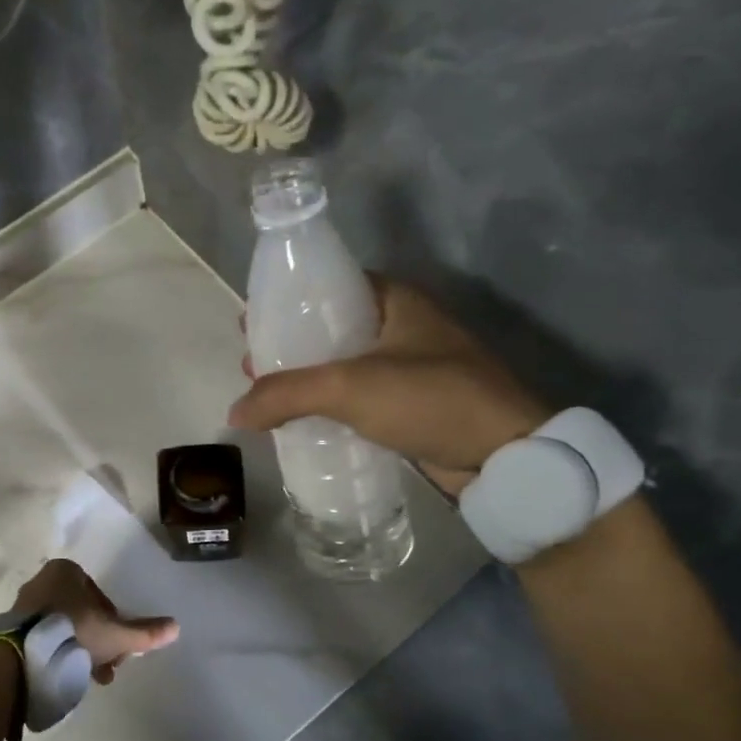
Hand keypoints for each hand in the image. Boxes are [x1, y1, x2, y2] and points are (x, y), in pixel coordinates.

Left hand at [10, 558, 177, 684]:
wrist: (22, 656)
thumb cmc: (73, 632)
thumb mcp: (115, 634)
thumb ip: (144, 632)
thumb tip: (175, 627)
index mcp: (66, 571)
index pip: (99, 596)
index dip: (112, 621)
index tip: (116, 645)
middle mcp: (42, 581)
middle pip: (81, 613)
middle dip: (96, 640)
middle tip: (104, 666)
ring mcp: (23, 605)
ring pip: (62, 628)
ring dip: (77, 651)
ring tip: (86, 678)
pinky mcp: (10, 628)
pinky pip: (42, 639)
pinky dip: (56, 654)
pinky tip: (63, 676)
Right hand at [228, 277, 547, 496]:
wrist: (504, 455)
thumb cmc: (430, 398)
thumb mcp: (350, 387)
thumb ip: (286, 394)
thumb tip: (235, 412)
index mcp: (396, 299)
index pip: (330, 285)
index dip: (288, 300)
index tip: (252, 321)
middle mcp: (404, 325)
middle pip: (332, 326)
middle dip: (291, 344)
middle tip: (252, 362)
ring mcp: (412, 366)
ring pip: (345, 364)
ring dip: (308, 377)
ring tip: (267, 393)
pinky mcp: (414, 404)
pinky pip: (360, 396)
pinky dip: (331, 403)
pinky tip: (303, 419)